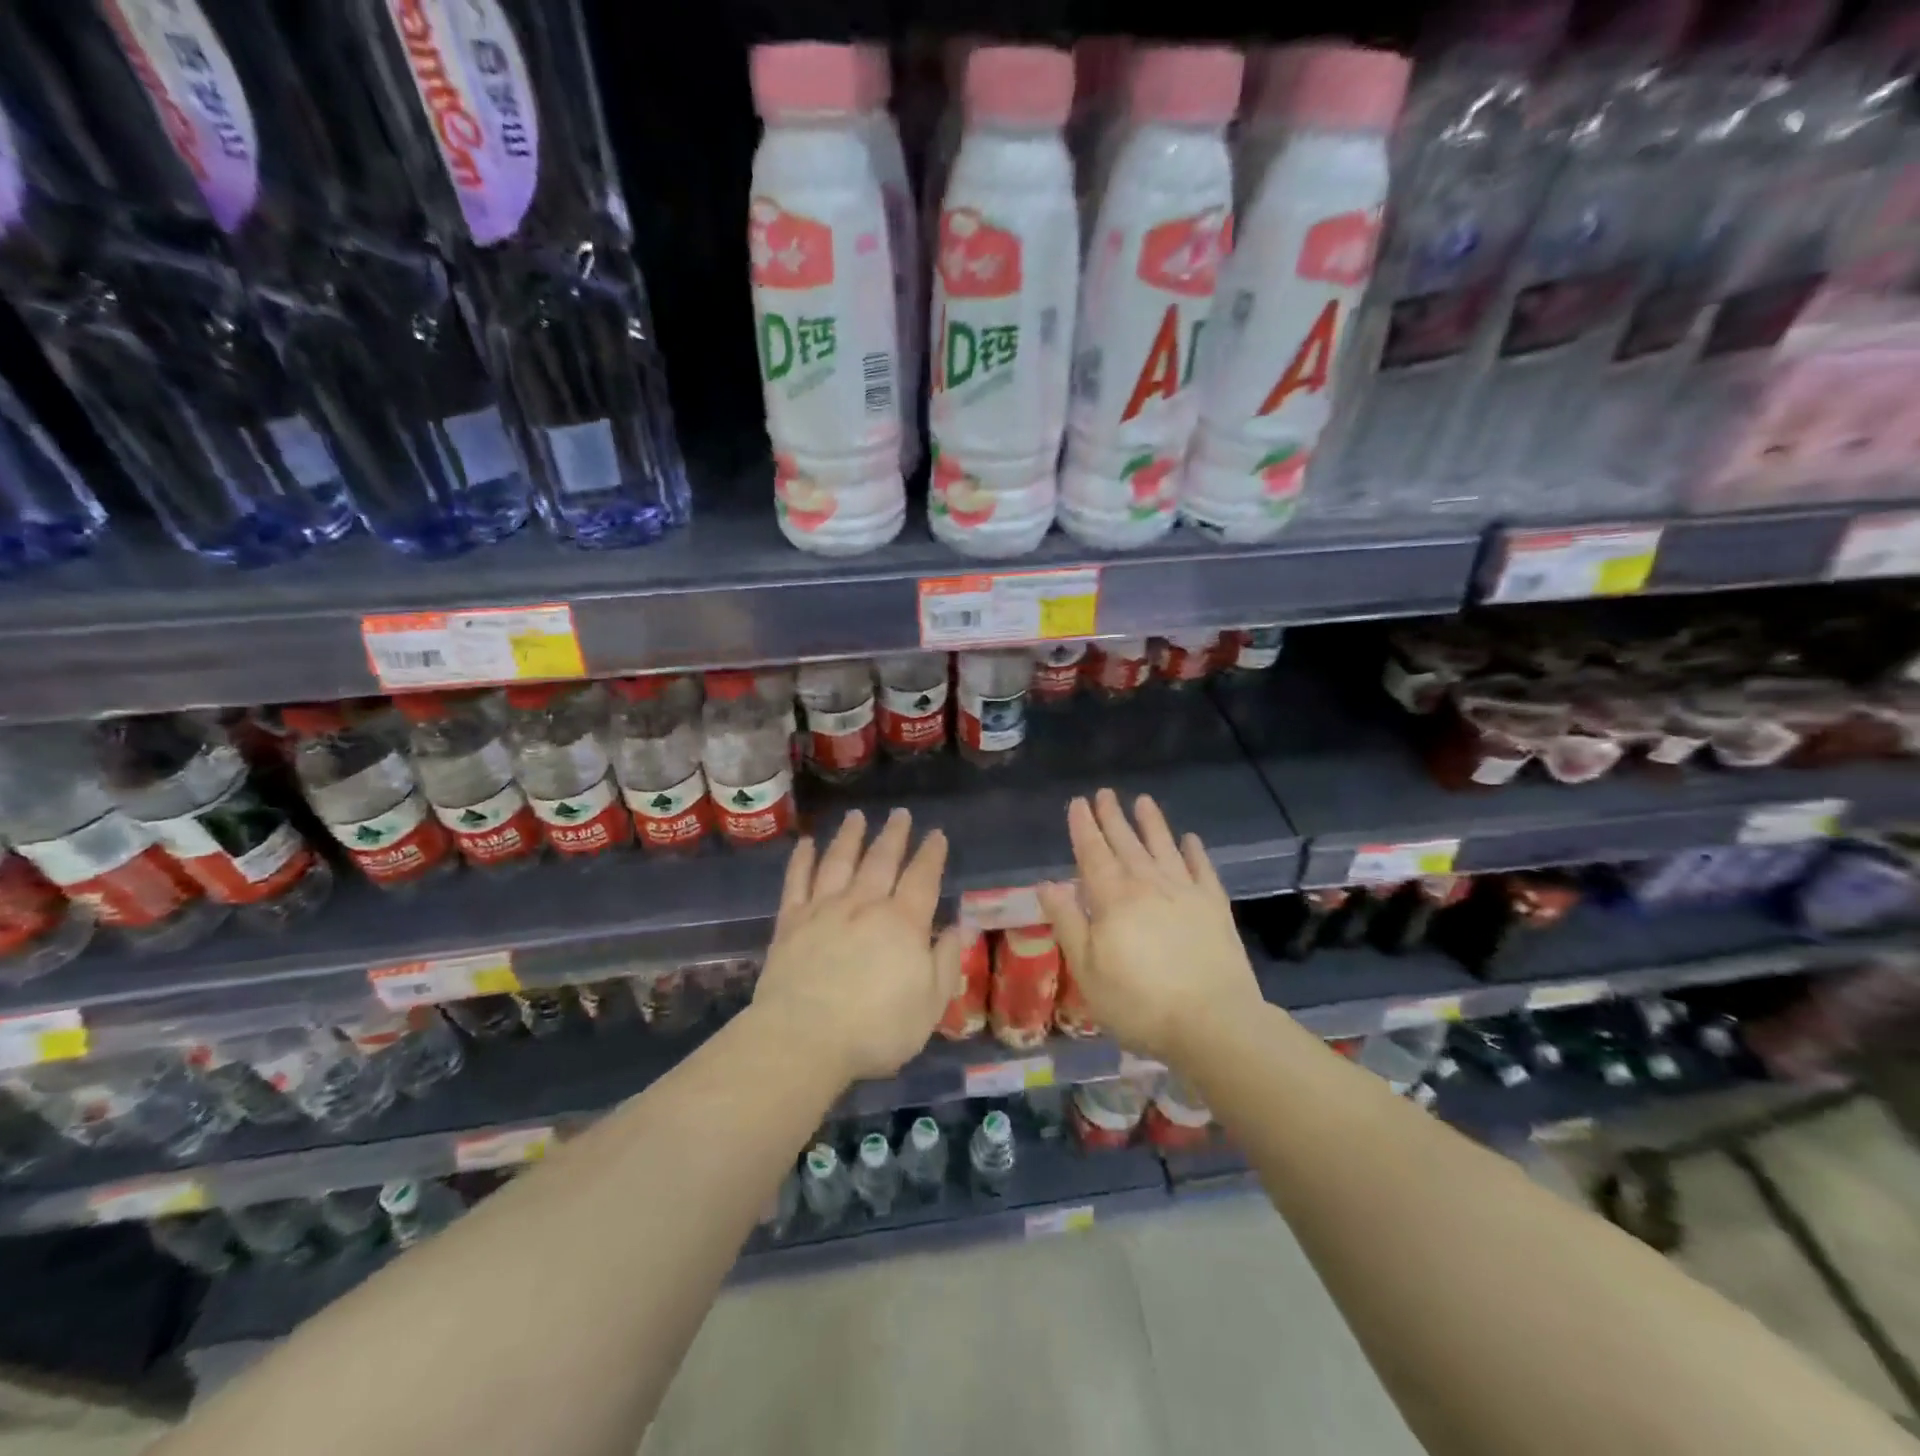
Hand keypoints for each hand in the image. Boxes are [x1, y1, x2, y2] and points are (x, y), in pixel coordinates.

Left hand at [752, 808, 962, 1083]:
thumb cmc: (876, 1030)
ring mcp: (824, 909)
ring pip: (839, 861)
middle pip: (881, 860)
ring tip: (857, 816)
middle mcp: (864, 904)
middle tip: (900, 813)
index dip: (931, 854)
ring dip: (850, 836)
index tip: (937, 834)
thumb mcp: (931, 1005)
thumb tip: (958, 926)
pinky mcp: (791, 922)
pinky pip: (797, 881)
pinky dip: (802, 859)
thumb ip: (946, 962)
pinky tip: (806, 843)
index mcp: (902, 922)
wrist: (803, 1039)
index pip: (922, 878)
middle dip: (894, 835)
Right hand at [1037, 790, 1261, 1062]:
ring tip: (1143, 801)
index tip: (1078, 803)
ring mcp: (1185, 892)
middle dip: (1113, 817)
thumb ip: (1068, 923)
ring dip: (1152, 823)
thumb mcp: (1088, 970)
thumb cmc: (1139, 1002)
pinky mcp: (1215, 907)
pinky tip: (1190, 839)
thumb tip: (1048, 884)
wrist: (1214, 1022)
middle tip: (1105, 793)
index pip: (1093, 853)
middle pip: (1127, 843)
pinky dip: (1194, 852)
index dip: (1084, 827)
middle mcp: (1148, 884)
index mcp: (1113, 898)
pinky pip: (1202, 869)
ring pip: (1164, 847)